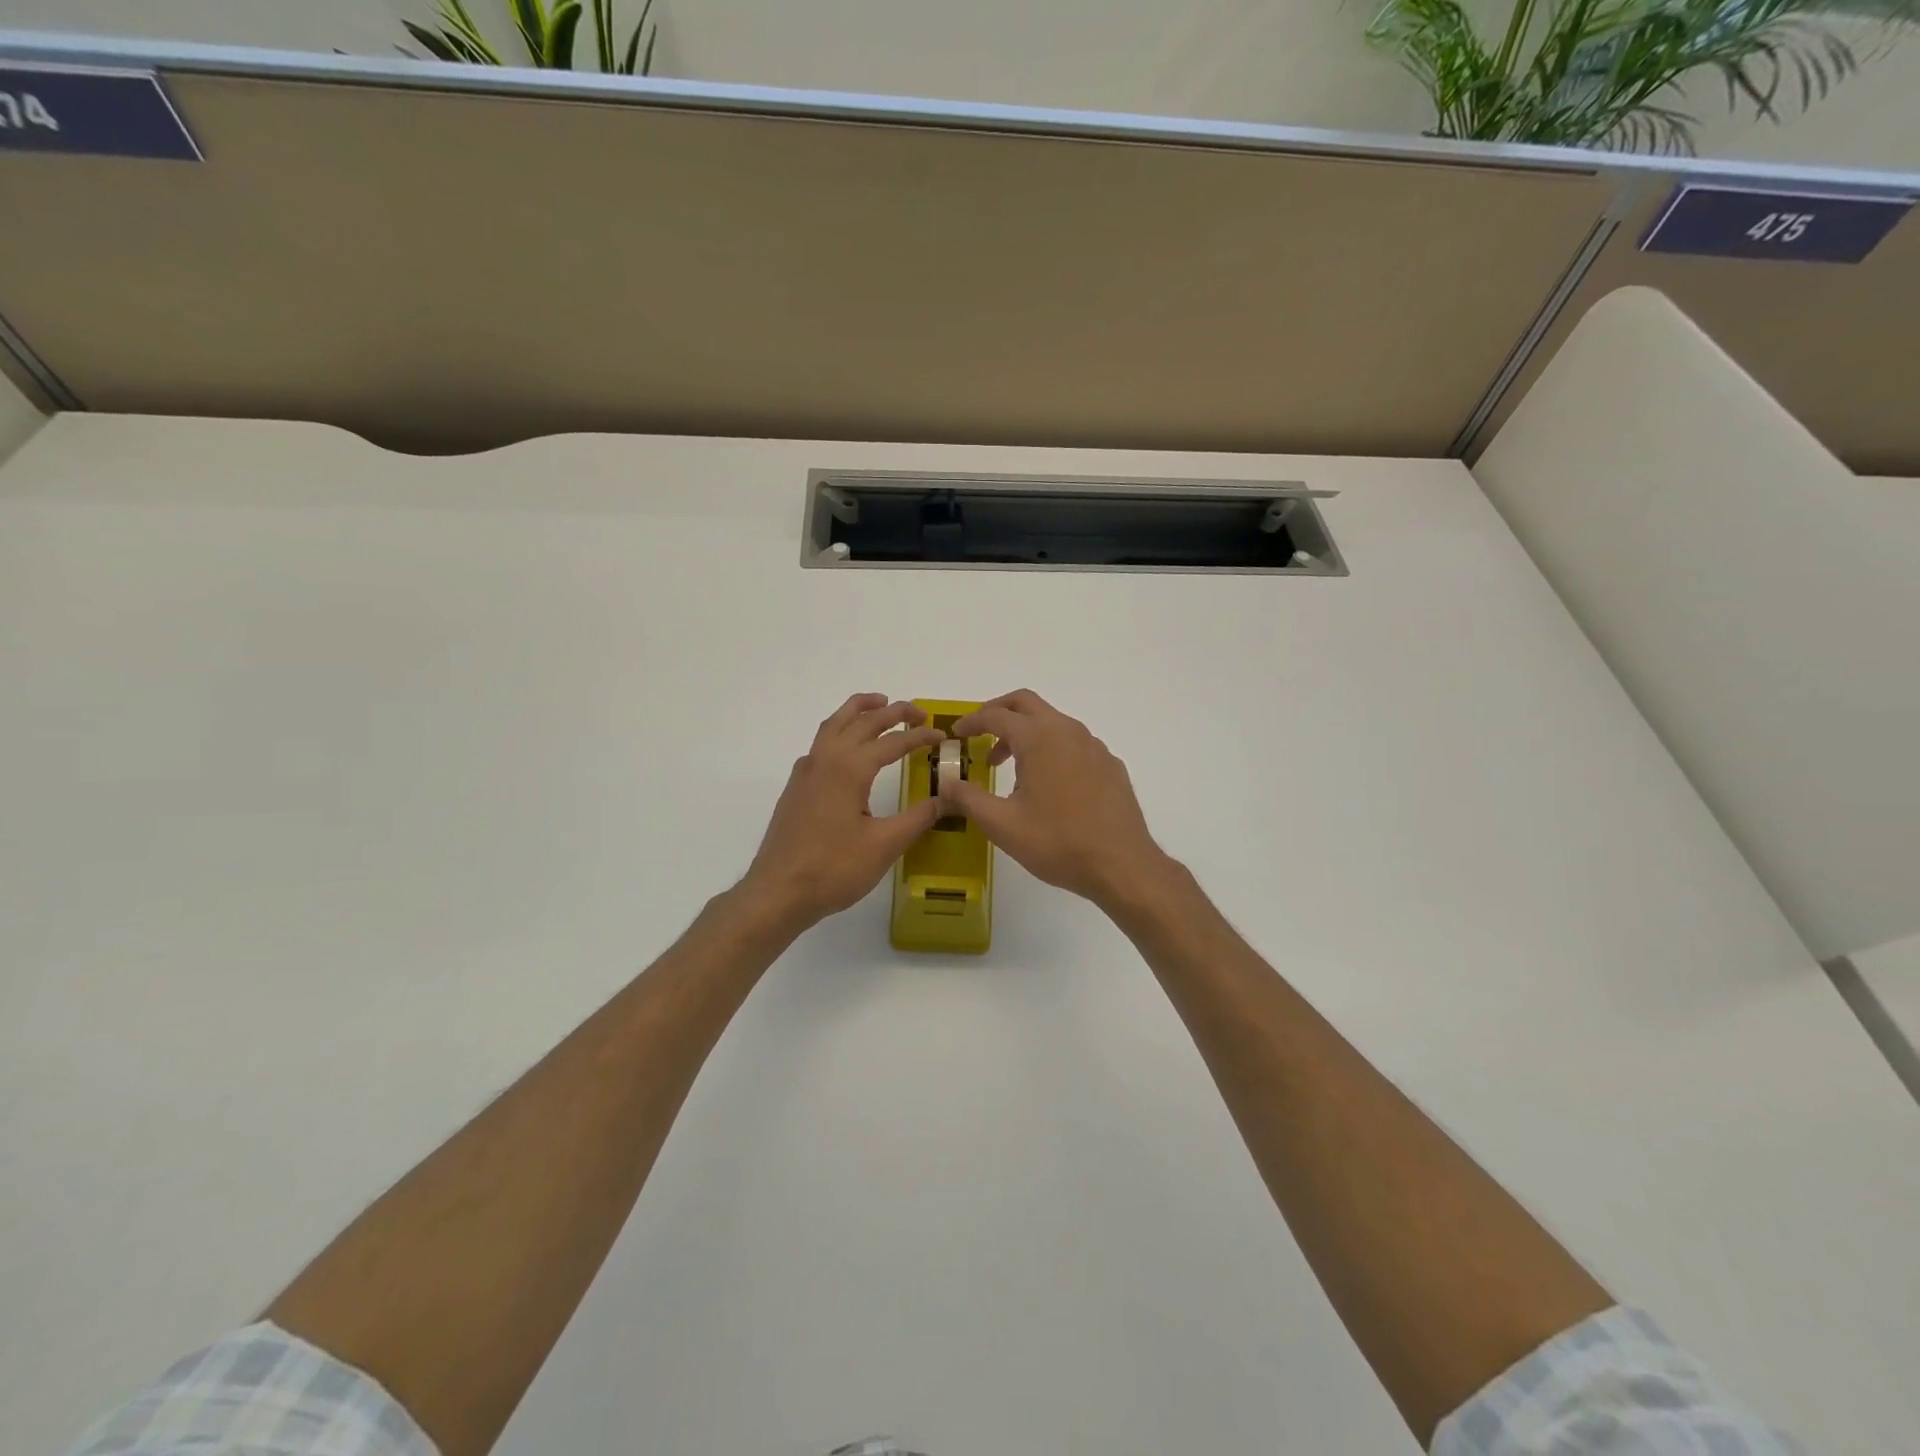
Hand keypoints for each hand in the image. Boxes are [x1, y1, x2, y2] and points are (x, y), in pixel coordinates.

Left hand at [741, 694, 945, 929]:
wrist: (778, 892)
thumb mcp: (885, 845)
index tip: (942, 735)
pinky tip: (848, 748)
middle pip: (862, 721)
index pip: (892, 742)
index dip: (920, 736)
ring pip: (834, 724)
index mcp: (849, 768)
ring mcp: (806, 771)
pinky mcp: (796, 786)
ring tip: (880, 704)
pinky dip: (840, 729)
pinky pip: (820, 742)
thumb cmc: (833, 869)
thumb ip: (919, 817)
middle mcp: (825, 759)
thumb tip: (949, 798)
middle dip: (893, 711)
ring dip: (859, 710)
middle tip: (919, 713)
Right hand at [940, 690, 1175, 911]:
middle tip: (979, 734)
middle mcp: (1067, 731)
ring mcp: (1093, 746)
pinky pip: (1074, 742)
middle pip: (1026, 703)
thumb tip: (945, 784)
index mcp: (1039, 738)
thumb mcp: (1002, 825)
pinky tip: (1047, 783)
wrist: (1122, 865)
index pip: (996, 716)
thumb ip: (968, 799)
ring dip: (1025, 732)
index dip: (971, 722)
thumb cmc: (1057, 842)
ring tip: (1009, 766)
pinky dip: (1051, 748)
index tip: (956, 734)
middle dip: (998, 712)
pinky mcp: (1110, 764)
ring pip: (1052, 722)